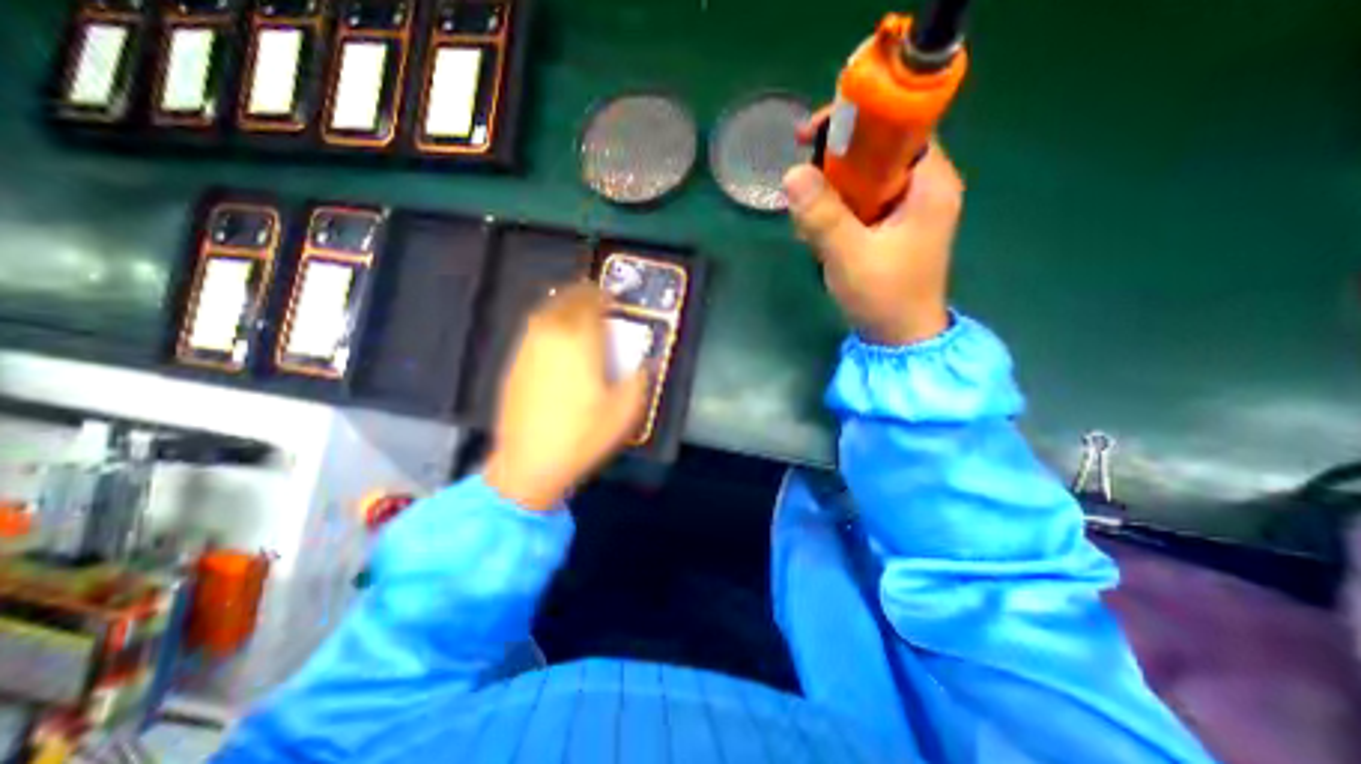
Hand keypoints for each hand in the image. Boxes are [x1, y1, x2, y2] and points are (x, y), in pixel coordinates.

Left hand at [482, 283, 647, 509]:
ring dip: (564, 307)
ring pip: (546, 312)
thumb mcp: (625, 410)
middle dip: (584, 295)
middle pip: (566, 300)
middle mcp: (551, 336)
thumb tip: (646, 360)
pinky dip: (548, 325)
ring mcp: (528, 348)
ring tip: (578, 315)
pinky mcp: (514, 363)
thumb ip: (640, 378)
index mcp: (580, 341)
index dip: (604, 295)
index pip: (591, 301)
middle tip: (598, 302)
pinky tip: (557, 341)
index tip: (613, 299)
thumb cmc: (583, 435)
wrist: (530, 461)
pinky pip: (534, 331)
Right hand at [781, 112, 959, 341]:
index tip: (810, 136)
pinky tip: (820, 240)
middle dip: (833, 170)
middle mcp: (922, 188)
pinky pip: (858, 206)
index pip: (895, 127)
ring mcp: (906, 210)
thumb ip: (822, 214)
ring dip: (829, 198)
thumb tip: (790, 173)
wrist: (899, 340)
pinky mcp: (890, 229)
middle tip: (802, 193)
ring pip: (861, 181)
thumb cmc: (885, 297)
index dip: (854, 122)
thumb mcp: (850, 255)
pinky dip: (835, 216)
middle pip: (874, 152)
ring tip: (809, 229)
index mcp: (929, 183)